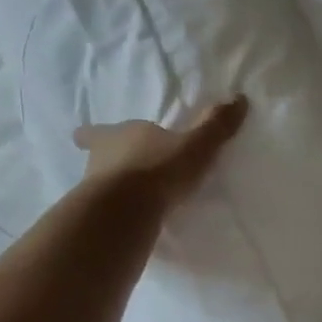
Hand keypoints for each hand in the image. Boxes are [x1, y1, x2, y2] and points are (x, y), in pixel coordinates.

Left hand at [72, 97, 246, 207]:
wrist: (126, 210)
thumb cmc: (159, 168)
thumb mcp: (196, 145)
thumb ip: (215, 126)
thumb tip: (239, 98)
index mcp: (120, 135)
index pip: (97, 131)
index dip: (92, 134)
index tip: (82, 136)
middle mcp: (100, 159)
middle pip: (97, 158)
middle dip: (107, 162)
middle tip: (122, 171)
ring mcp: (93, 190)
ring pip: (99, 185)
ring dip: (112, 190)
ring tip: (131, 201)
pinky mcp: (96, 218)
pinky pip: (107, 213)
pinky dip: (116, 215)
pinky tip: (131, 224)